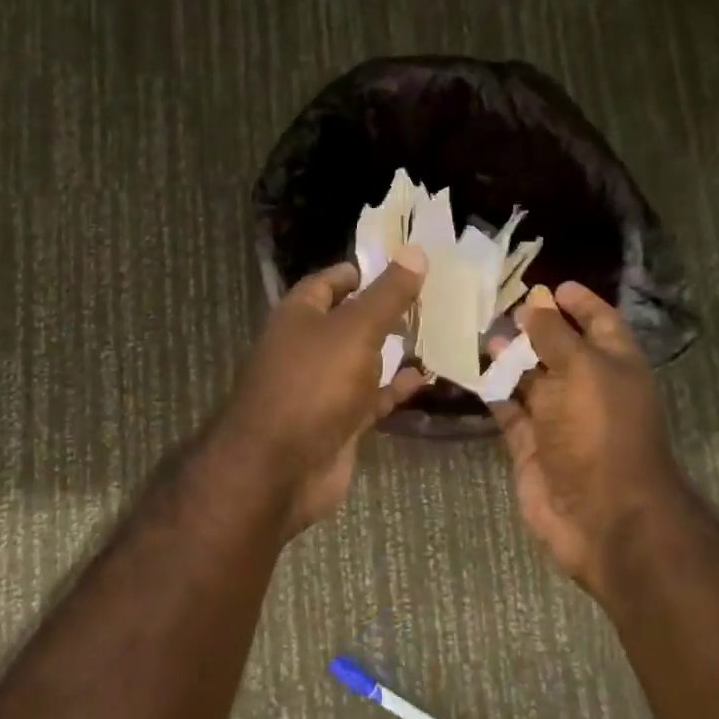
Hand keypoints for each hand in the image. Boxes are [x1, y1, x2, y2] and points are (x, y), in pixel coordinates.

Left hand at [215, 251, 428, 533]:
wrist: (280, 468)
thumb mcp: (355, 330)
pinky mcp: (339, 422)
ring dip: (393, 350)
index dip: (362, 271)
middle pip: (349, 320)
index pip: (329, 282)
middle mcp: (307, 347)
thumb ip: (387, 294)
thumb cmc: (313, 384)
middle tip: (432, 298)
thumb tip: (416, 250)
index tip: (402, 265)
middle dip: (385, 311)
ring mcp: (323, 387)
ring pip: (363, 360)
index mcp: (299, 315)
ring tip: (438, 332)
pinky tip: (426, 377)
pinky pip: (371, 398)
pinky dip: (395, 388)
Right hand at [489, 283, 684, 590]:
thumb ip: (554, 335)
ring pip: (530, 379)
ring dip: (507, 357)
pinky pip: (509, 410)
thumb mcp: (582, 370)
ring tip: (477, 333)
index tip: (550, 284)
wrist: (600, 515)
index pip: (599, 322)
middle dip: (534, 327)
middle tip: (498, 306)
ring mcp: (558, 419)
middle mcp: (588, 388)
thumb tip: (535, 303)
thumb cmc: (599, 431)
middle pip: (560, 348)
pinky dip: (492, 392)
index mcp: (614, 365)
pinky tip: (470, 371)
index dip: (579, 301)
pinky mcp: (531, 445)